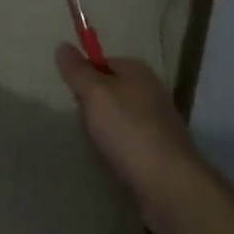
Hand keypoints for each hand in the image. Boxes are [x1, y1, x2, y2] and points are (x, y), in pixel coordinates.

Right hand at [55, 46, 207, 233]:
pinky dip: (119, 153)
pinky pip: (129, 146)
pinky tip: (114, 164)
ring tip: (99, 148)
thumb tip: (63, 46)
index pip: (102, 62)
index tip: (75, 97)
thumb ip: (77, 70)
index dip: (85, 77)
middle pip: (109, 92)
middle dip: (93, 108)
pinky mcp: (161, 154)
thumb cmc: (129, 130)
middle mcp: (151, 92)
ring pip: (118, 121)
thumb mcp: (94, 93)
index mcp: (138, 71)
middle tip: (88, 125)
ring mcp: (159, 125)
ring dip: (104, 134)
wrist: (171, 187)